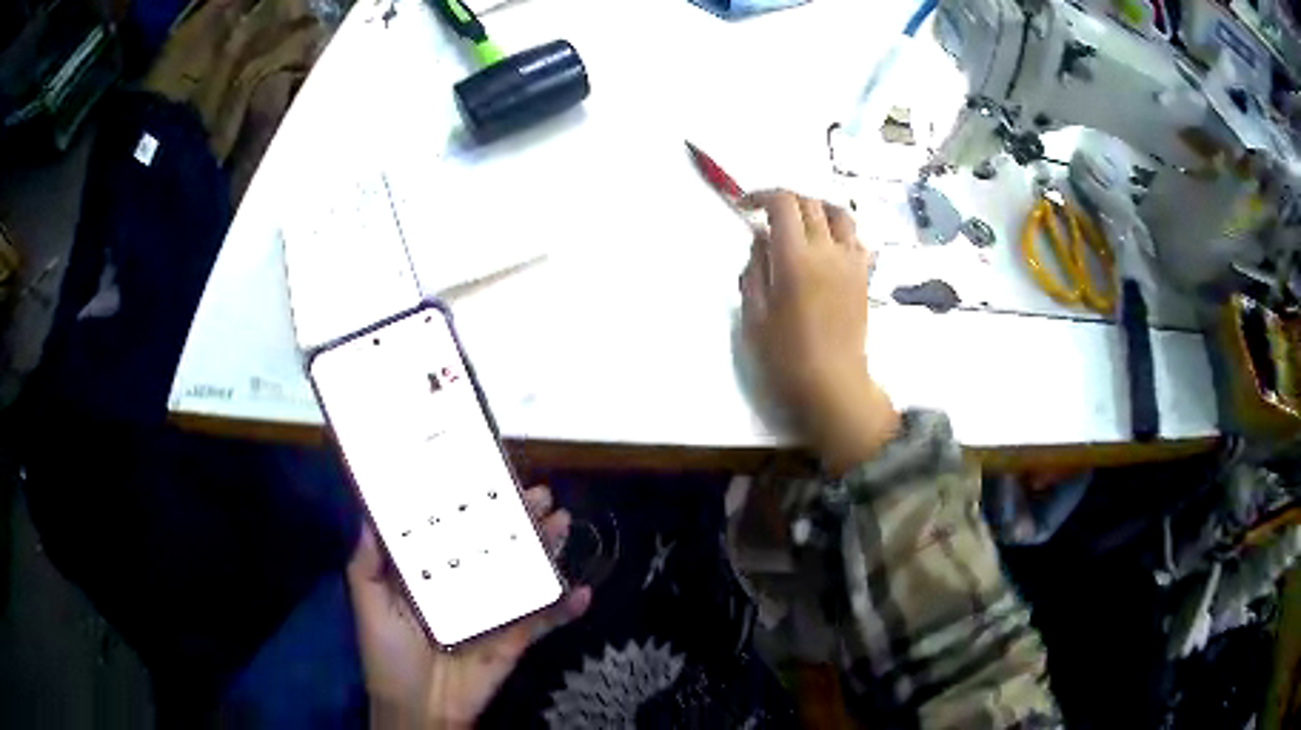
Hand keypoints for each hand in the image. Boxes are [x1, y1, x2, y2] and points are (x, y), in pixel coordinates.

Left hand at [347, 486, 590, 728]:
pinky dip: (565, 610)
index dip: (471, 504)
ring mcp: (493, 611)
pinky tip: (583, 593)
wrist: (420, 708)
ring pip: (524, 574)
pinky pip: (543, 621)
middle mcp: (464, 586)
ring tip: (562, 522)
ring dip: (546, 550)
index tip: (488, 476)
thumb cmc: (388, 654)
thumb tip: (367, 516)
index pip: (454, 531)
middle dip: (518, 519)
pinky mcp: (515, 639)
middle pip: (496, 545)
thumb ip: (366, 565)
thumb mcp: (369, 605)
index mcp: (431, 574)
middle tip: (539, 494)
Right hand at [739, 190, 899, 473]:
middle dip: (785, 200)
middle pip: (810, 202)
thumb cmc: (785, 356)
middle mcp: (827, 250)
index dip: (762, 196)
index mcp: (795, 258)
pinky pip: (855, 237)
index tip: (746, 206)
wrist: (833, 384)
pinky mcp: (863, 276)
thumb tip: (761, 240)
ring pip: (838, 213)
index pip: (783, 203)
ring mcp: (851, 262)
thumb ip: (755, 269)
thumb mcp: (754, 314)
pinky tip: (826, 246)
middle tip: (767, 216)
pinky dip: (838, 230)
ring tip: (801, 223)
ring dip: (816, 208)